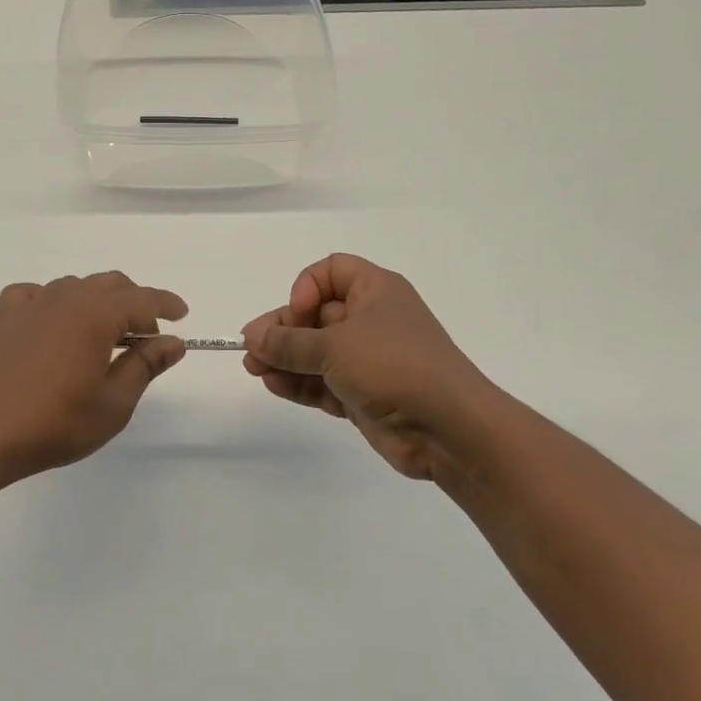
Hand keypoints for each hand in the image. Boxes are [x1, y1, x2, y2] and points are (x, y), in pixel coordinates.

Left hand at [0, 273, 187, 481]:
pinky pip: (35, 295)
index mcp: (95, 315)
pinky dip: (53, 302)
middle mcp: (63, 298)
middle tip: (144, 338)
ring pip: (74, 286)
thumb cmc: (54, 424)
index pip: (142, 299)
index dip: (166, 304)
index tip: (182, 315)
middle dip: (135, 303)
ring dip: (97, 302)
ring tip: (102, 337)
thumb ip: (145, 366)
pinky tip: (53, 325)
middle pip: (110, 284)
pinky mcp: (3, 318)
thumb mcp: (113, 403)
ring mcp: (29, 305)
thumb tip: (173, 342)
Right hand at [242, 254, 503, 483]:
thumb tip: (253, 337)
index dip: (306, 287)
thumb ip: (288, 343)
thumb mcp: (334, 347)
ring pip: (316, 352)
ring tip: (254, 371)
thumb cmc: (393, 366)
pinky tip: (274, 386)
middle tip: (252, 349)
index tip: (296, 313)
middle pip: (316, 315)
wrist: (448, 428)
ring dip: (285, 360)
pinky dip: (300, 383)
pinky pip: (323, 382)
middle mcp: (372, 320)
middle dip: (283, 331)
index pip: (331, 271)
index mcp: (376, 291)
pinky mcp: (364, 394)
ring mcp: (368, 359)